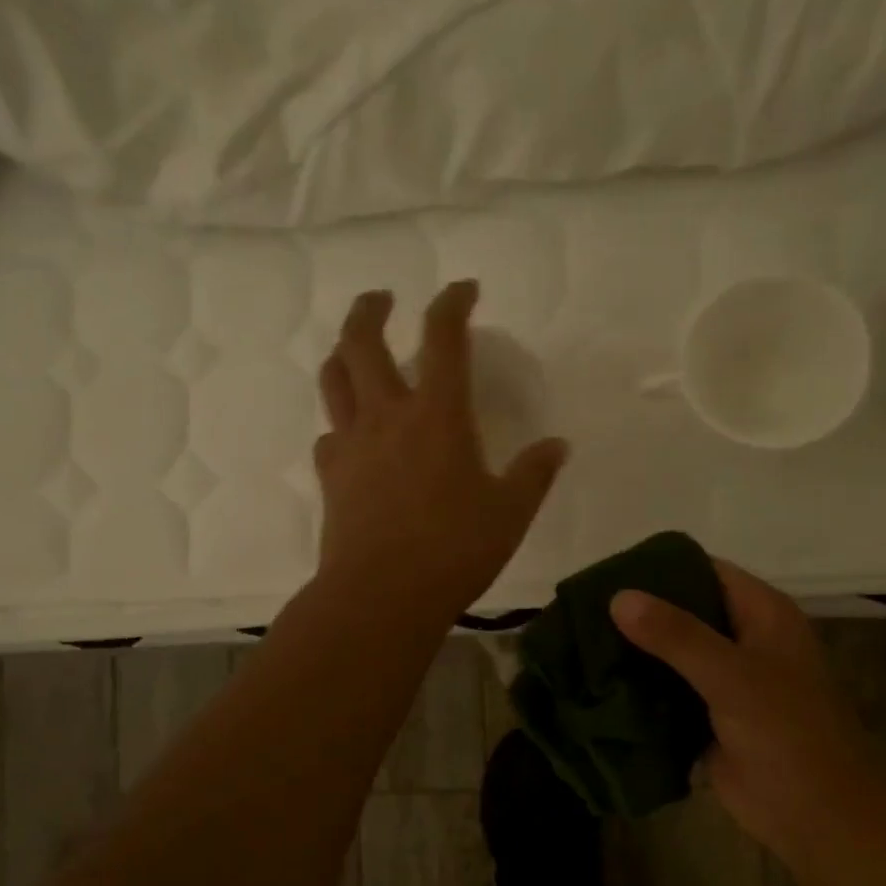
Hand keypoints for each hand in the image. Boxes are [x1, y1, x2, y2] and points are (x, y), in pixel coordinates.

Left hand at [314, 281, 566, 615]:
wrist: (381, 595)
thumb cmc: (454, 550)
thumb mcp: (510, 513)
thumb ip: (534, 473)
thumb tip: (557, 446)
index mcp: (437, 415)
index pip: (443, 338)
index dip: (452, 303)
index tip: (463, 290)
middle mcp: (387, 415)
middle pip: (361, 341)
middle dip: (370, 308)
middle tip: (382, 298)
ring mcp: (351, 444)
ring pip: (334, 379)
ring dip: (343, 353)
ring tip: (354, 350)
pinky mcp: (330, 476)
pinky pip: (328, 434)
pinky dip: (340, 422)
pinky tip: (352, 435)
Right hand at [610, 560, 877, 855]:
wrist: (818, 819)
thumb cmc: (787, 733)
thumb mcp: (732, 675)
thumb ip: (675, 635)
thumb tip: (618, 597)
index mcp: (762, 614)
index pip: (705, 571)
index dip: (660, 568)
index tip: (608, 572)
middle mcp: (743, 640)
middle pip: (682, 611)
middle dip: (638, 612)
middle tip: (582, 610)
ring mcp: (725, 680)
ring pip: (670, 653)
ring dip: (633, 651)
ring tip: (578, 642)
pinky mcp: (707, 716)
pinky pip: (666, 692)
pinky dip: (637, 688)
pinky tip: (596, 683)